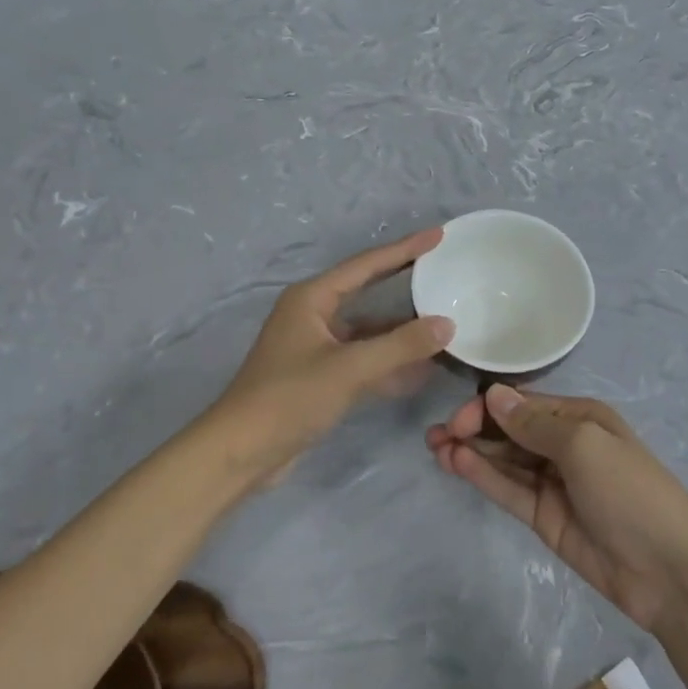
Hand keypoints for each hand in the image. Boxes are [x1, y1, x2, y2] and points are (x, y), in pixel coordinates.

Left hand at [220, 228, 454, 481]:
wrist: (241, 453)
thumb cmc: (289, 398)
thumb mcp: (349, 369)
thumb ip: (400, 346)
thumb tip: (447, 324)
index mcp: (312, 298)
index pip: (367, 265)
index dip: (404, 249)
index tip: (437, 235)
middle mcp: (313, 315)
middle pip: (368, 291)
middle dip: (404, 283)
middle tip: (442, 270)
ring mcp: (316, 347)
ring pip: (368, 330)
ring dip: (401, 331)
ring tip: (443, 323)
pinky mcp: (320, 376)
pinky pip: (363, 359)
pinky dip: (389, 362)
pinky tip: (421, 369)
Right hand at [426, 385, 687, 631]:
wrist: (668, 570)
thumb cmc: (630, 491)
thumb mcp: (585, 445)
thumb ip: (534, 423)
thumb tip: (494, 395)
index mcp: (580, 418)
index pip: (523, 404)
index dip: (488, 408)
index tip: (458, 419)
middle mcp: (564, 445)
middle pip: (509, 431)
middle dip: (473, 428)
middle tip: (436, 436)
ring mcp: (553, 483)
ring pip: (504, 460)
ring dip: (471, 452)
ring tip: (435, 448)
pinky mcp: (544, 517)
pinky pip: (509, 490)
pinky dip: (483, 477)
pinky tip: (457, 465)